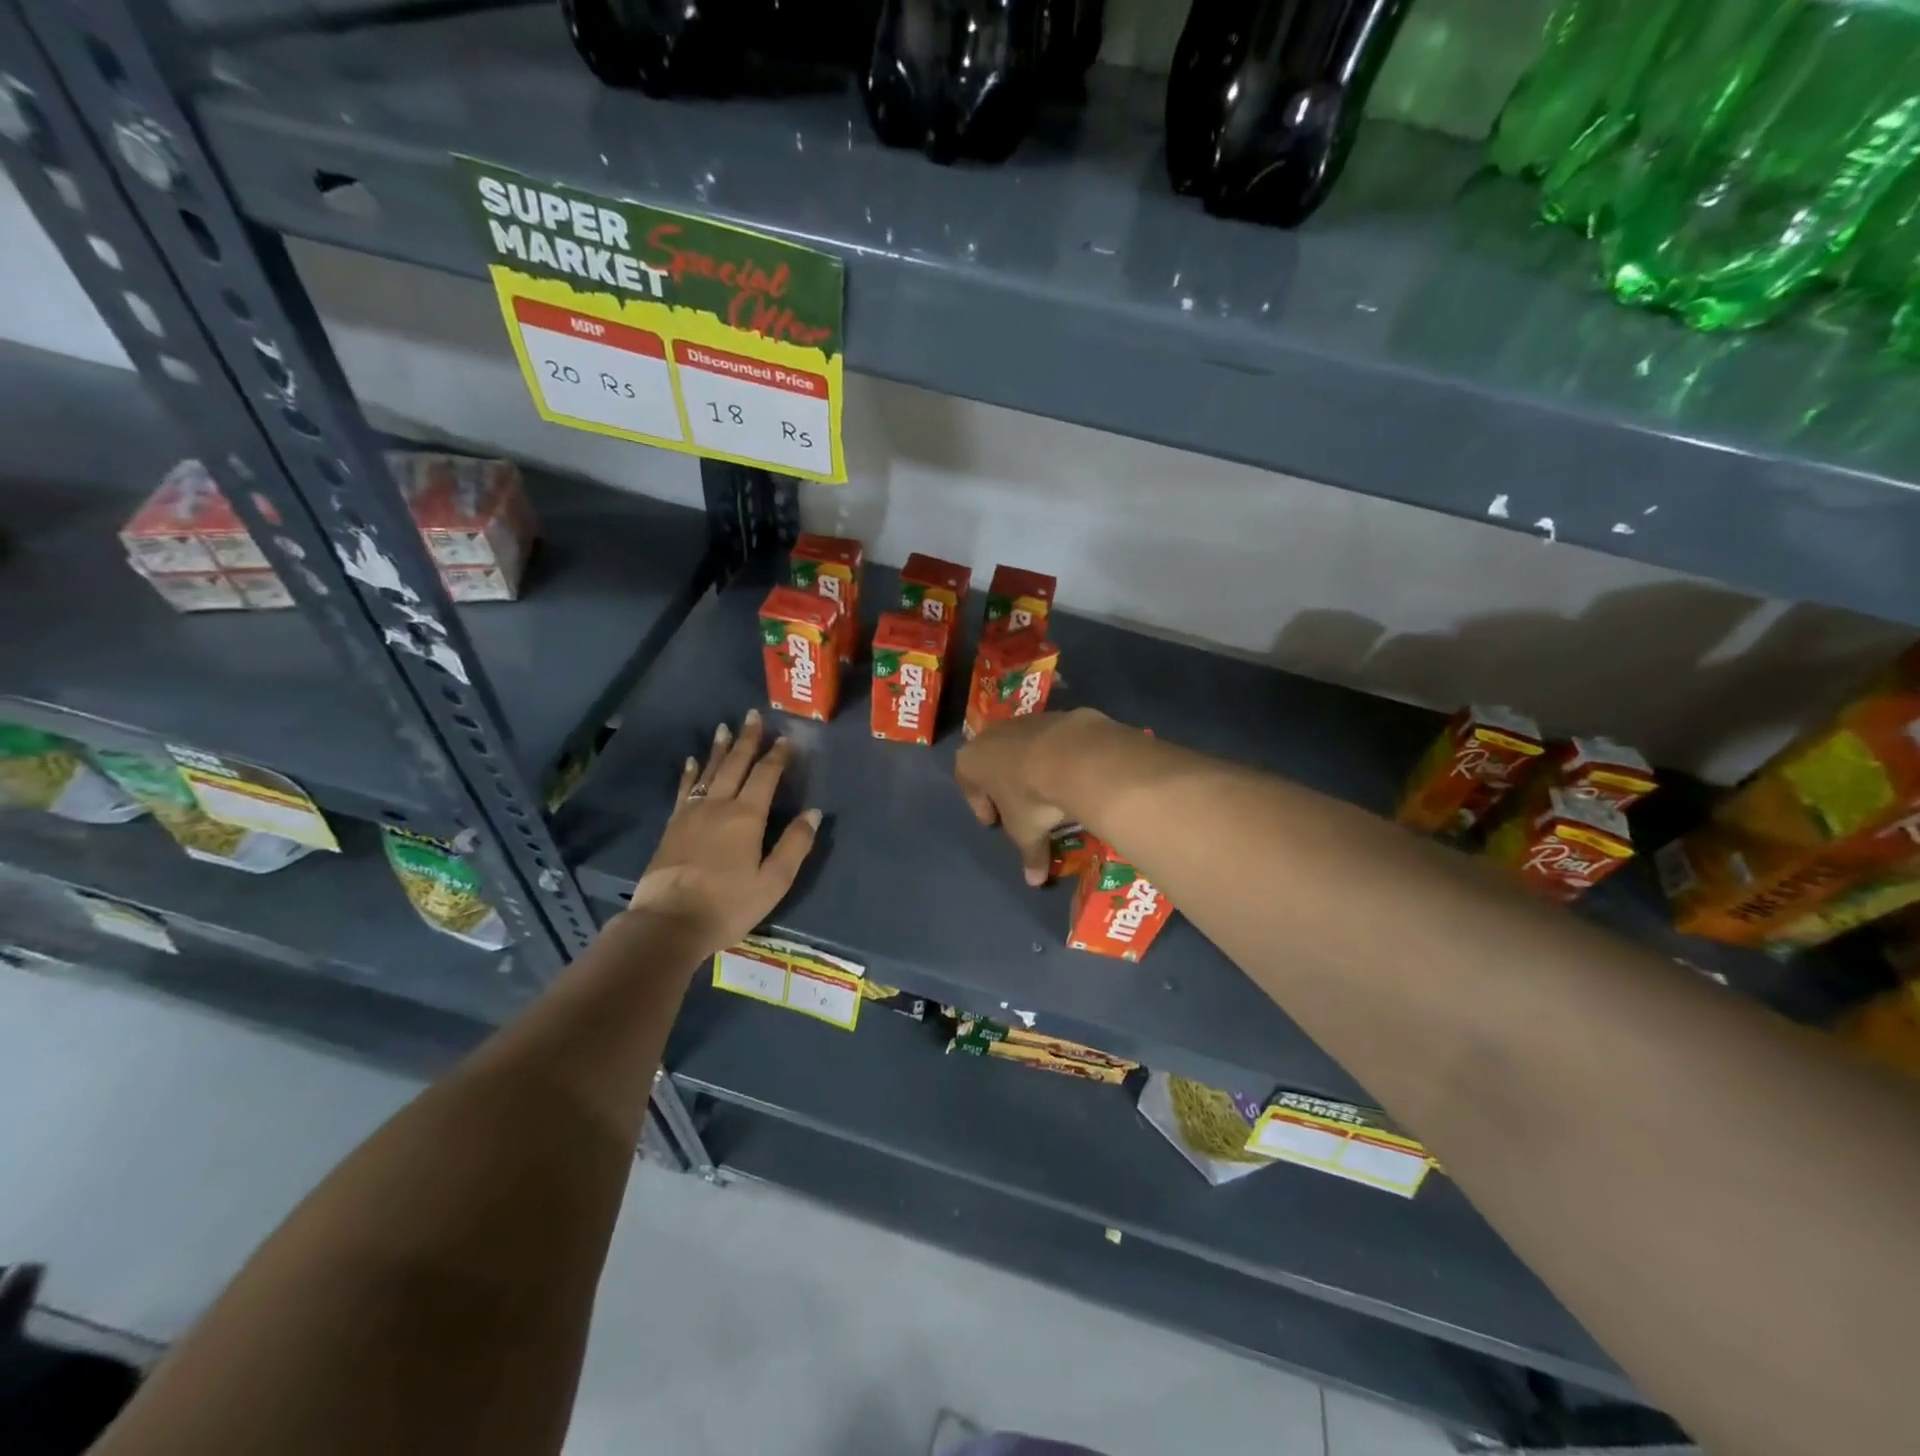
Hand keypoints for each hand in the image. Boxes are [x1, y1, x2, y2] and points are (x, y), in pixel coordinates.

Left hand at [625, 710, 819, 954]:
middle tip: (752, 715)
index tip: (786, 738)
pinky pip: (684, 790)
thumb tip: (814, 812)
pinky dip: (690, 773)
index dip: (777, 756)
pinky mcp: (673, 826)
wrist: (669, 922)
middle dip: (747, 740)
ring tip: (725, 728)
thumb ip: (795, 844)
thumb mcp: (773, 881)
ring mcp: (692, 813)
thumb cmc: (728, 904)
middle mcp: (719, 805)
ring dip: (719, 749)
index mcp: (747, 816)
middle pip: (735, 765)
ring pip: (709, 772)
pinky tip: (692, 762)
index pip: (765, 776)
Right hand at [954, 709, 1106, 885]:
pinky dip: (1056, 756)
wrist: (1074, 755)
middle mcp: (991, 735)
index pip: (966, 783)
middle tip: (1017, 806)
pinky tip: (1071, 774)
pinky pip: (1050, 740)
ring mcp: (1023, 721)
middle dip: (1003, 784)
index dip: (979, 805)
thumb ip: (1029, 855)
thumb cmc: (1031, 796)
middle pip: (992, 762)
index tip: (993, 822)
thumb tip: (1034, 882)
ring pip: (1021, 748)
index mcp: (971, 761)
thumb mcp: (1027, 832)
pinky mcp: (1054, 715)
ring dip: (1030, 768)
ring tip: (1048, 791)